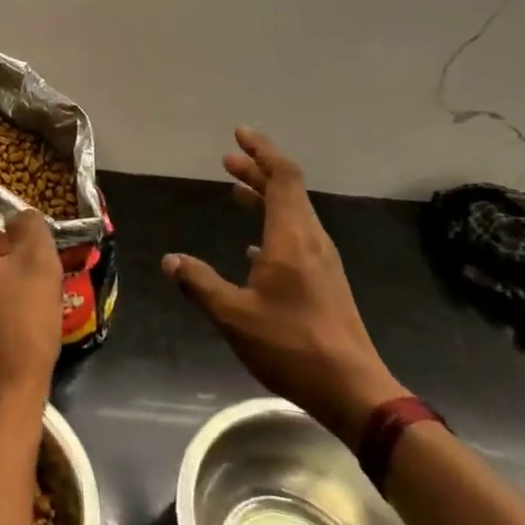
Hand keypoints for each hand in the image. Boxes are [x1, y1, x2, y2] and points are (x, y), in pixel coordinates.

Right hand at [163, 127, 404, 446]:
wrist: (353, 390)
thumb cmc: (291, 345)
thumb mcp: (234, 314)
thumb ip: (200, 283)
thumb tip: (171, 260)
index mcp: (292, 238)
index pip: (281, 177)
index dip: (261, 151)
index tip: (239, 135)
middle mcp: (311, 240)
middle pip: (287, 191)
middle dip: (257, 171)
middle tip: (228, 160)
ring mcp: (322, 262)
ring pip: (293, 214)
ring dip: (265, 198)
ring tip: (236, 192)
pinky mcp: (325, 282)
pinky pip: (297, 237)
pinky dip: (273, 226)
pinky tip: (253, 246)